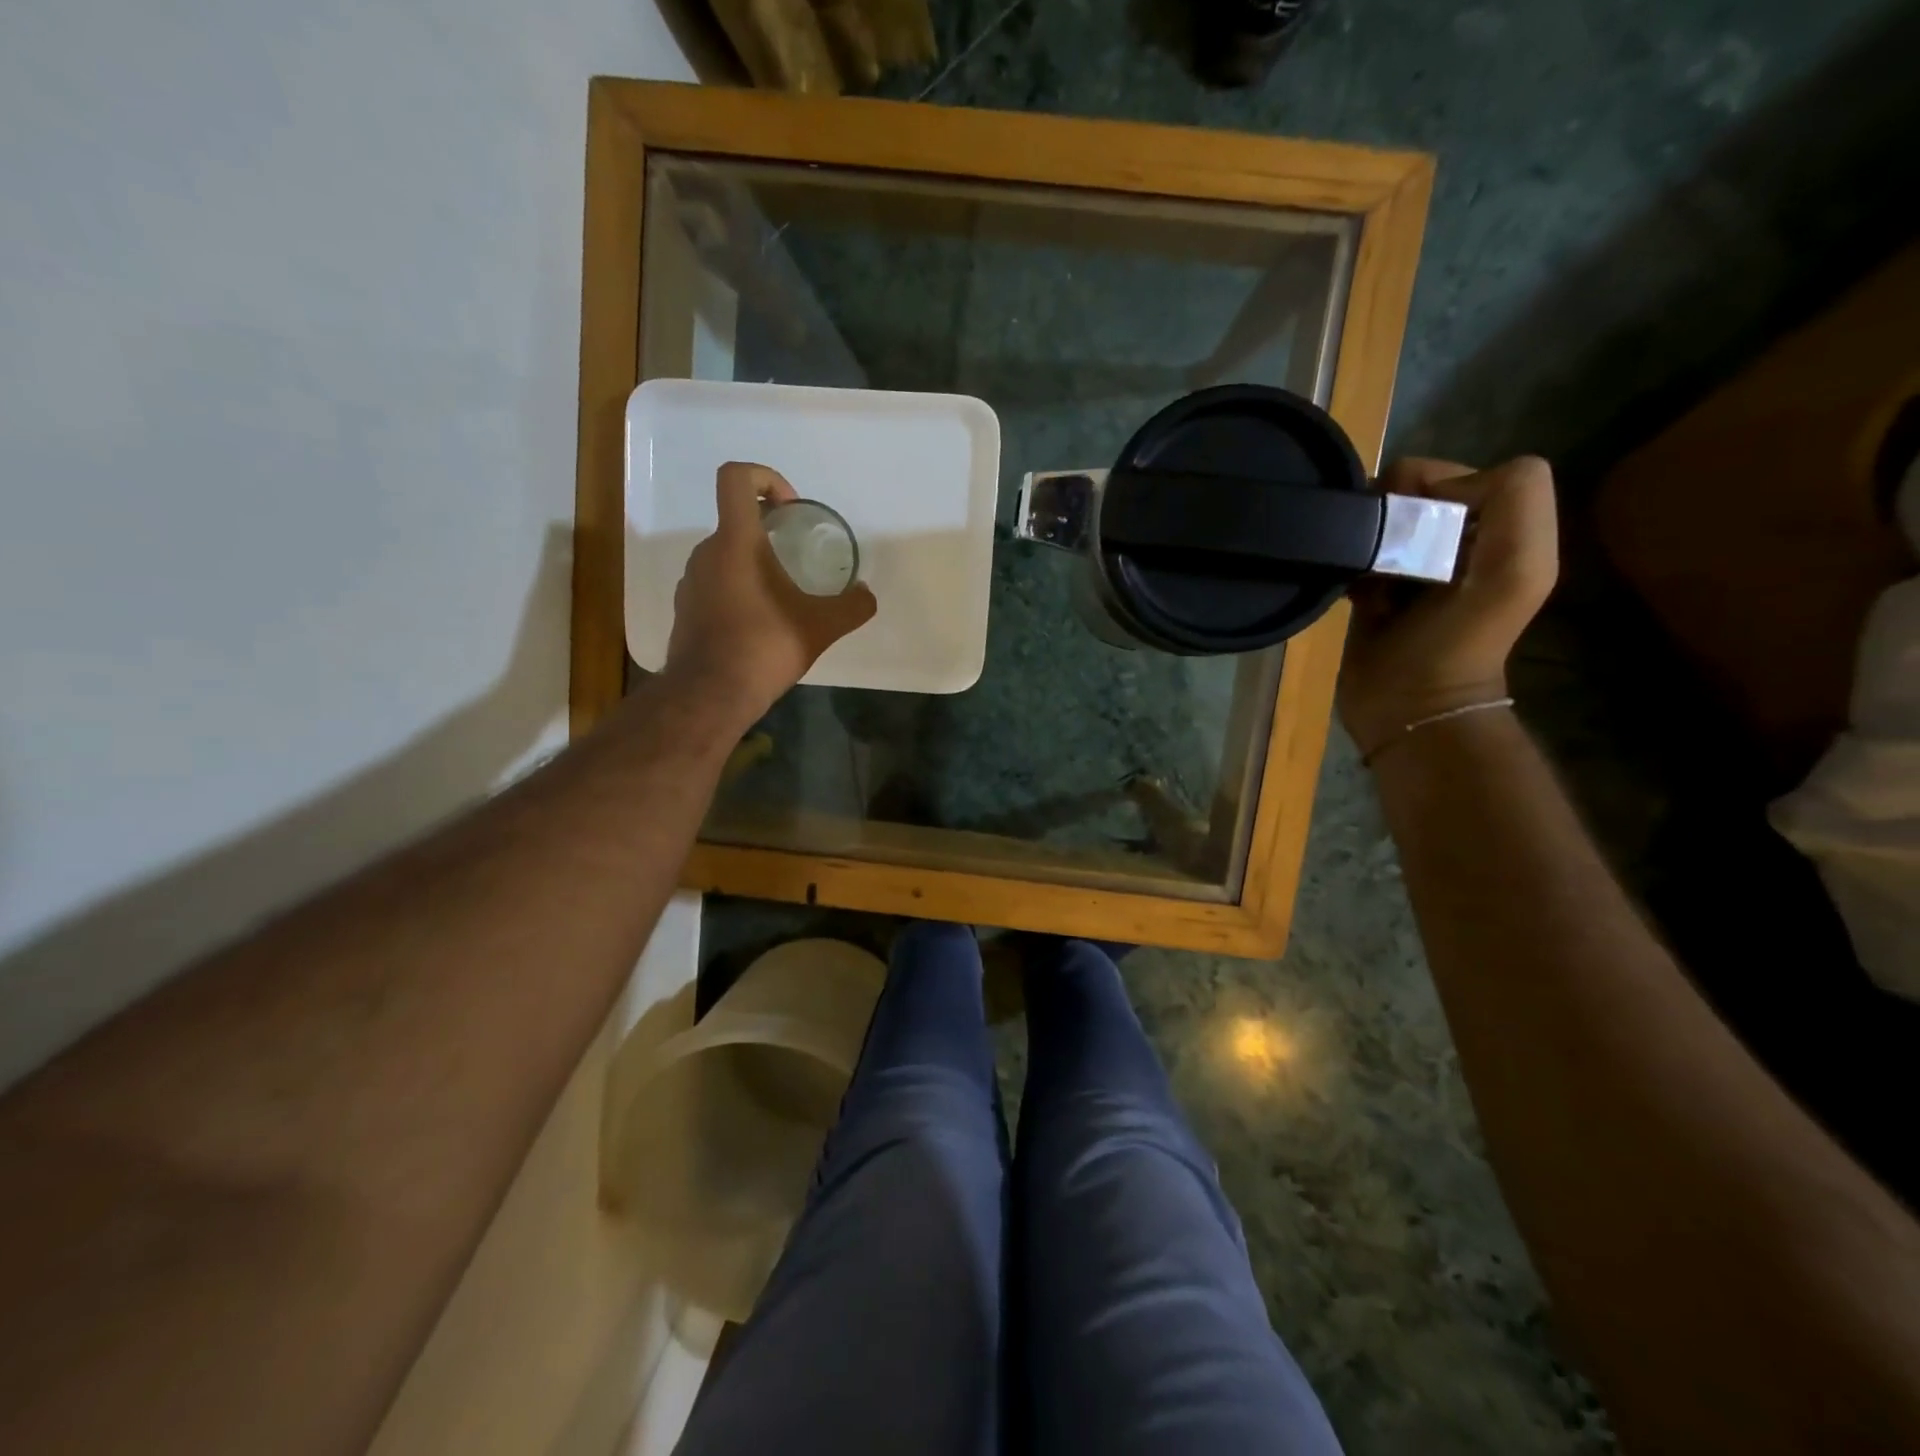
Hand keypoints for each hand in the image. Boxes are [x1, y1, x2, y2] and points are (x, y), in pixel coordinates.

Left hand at [664, 462, 876, 725]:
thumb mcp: (821, 627)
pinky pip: (714, 585)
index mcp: (736, 542)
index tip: (789, 508)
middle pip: (735, 521)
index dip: (764, 477)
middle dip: (768, 532)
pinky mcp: (685, 609)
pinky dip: (737, 591)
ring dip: (753, 565)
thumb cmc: (764, 648)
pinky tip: (759, 624)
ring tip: (782, 598)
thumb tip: (866, 595)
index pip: (736, 478)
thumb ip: (851, 606)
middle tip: (797, 560)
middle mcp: (706, 553)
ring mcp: (691, 581)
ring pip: (725, 556)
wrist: (710, 695)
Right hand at [1338, 456, 1557, 757]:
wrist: (1406, 706)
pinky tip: (1351, 590)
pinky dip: (1346, 560)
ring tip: (1366, 576)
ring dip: (1364, 540)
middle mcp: (1455, 539)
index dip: (1430, 488)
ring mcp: (1410, 564)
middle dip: (1390, 517)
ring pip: (1375, 518)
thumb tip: (1421, 496)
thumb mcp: (1517, 569)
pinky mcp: (1370, 588)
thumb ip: (1513, 501)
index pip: (1452, 473)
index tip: (1415, 531)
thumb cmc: (1458, 642)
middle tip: (1385, 557)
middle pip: (1408, 491)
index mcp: (1497, 527)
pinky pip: (1350, 550)